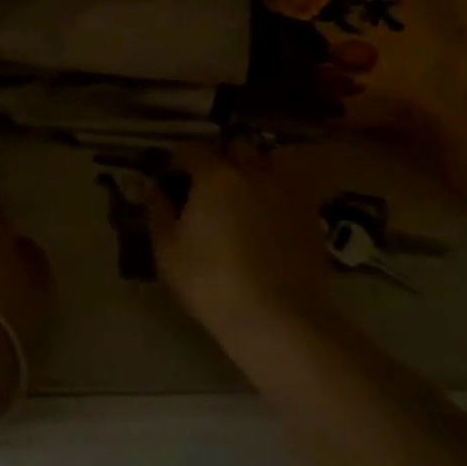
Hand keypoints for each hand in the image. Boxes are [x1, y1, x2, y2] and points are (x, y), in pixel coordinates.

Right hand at [147, 145, 334, 344]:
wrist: (278, 318)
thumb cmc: (210, 281)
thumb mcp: (167, 249)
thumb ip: (158, 210)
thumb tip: (155, 188)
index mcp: (216, 174)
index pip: (190, 151)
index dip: (175, 164)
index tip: (168, 183)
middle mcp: (255, 172)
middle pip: (235, 148)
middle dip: (219, 159)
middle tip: (206, 187)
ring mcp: (288, 192)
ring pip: (266, 167)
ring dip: (249, 175)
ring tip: (238, 203)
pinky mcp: (311, 215)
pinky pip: (287, 192)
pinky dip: (273, 197)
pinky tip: (265, 224)